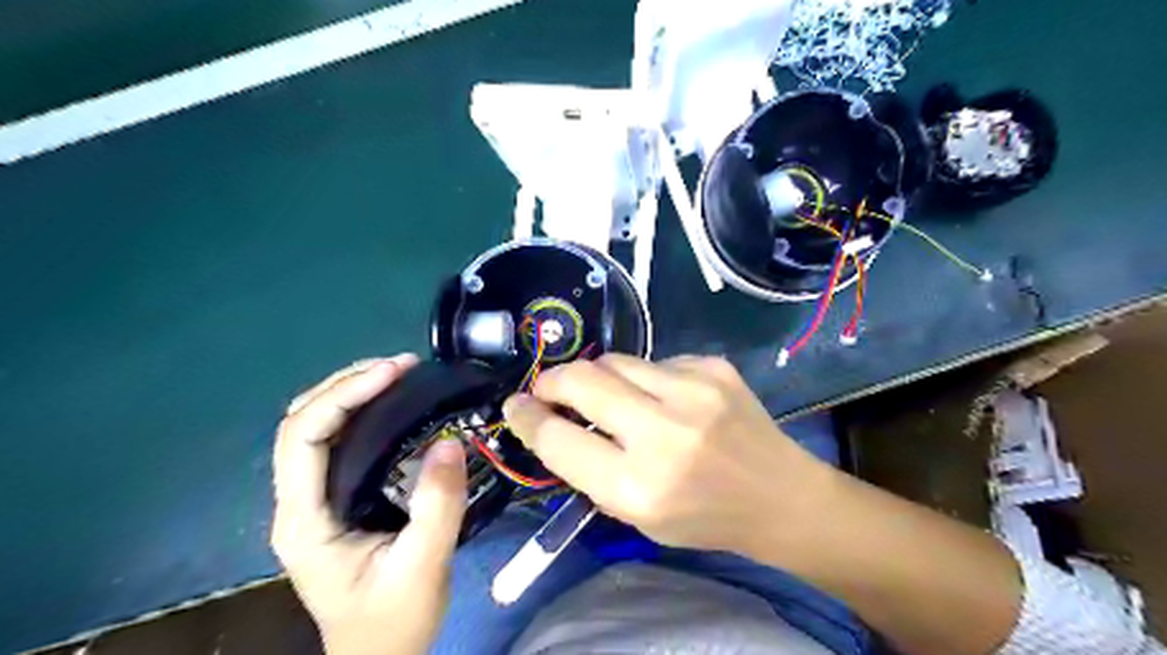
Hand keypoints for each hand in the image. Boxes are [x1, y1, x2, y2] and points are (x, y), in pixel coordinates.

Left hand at [275, 356, 468, 654]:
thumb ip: (437, 506)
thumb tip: (449, 441)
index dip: (344, 394)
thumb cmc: (393, 622)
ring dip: (352, 392)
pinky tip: (394, 406)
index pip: (302, 436)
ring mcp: (313, 500)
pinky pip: (336, 442)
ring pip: (314, 427)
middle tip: (401, 367)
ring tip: (399, 375)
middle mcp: (299, 502)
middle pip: (301, 421)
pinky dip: (361, 412)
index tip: (394, 372)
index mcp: (306, 519)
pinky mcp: (334, 499)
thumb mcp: (423, 568)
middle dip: (347, 383)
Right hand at [505, 356, 837, 558]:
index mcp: (638, 487)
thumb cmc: (702, 517)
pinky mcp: (713, 367)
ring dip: (599, 377)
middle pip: (581, 381)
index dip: (527, 419)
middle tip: (547, 389)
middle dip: (552, 381)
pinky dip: (646, 378)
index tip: (516, 407)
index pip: (558, 439)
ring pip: (615, 361)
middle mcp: (663, 433)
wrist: (779, 496)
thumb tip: (552, 421)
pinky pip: (655, 361)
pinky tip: (665, 399)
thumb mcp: (636, 515)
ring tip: (609, 396)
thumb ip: (590, 469)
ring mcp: (694, 391)